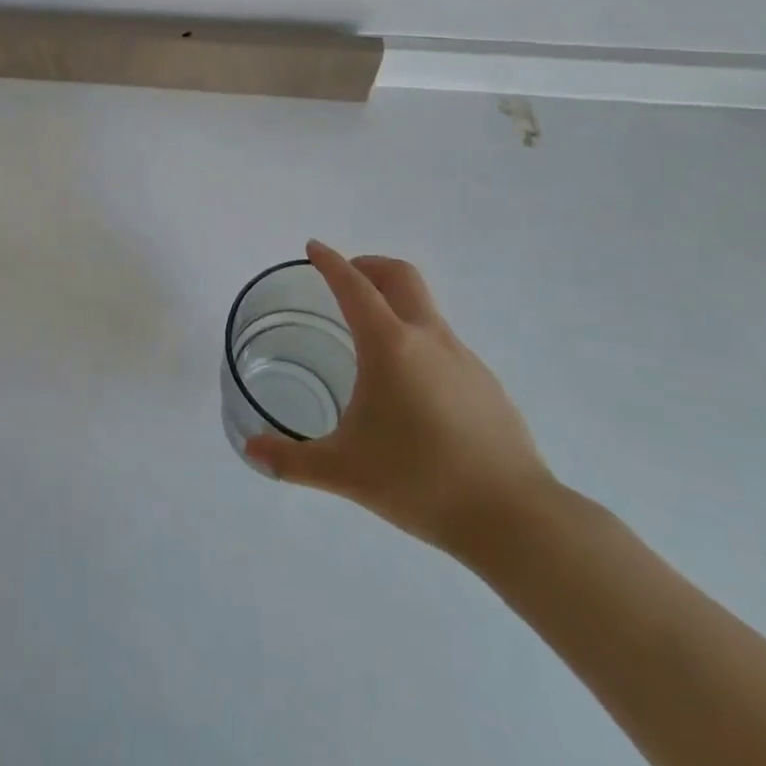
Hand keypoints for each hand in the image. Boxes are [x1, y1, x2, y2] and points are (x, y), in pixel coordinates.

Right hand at [245, 240, 555, 559]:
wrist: (514, 518)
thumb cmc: (419, 481)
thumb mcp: (343, 471)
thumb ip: (291, 460)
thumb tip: (250, 450)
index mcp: (389, 346)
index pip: (353, 286)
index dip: (330, 262)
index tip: (313, 247)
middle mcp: (428, 339)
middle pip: (400, 276)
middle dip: (369, 266)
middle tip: (345, 278)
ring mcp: (464, 359)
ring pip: (426, 310)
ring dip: (396, 305)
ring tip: (372, 343)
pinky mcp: (487, 384)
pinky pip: (445, 345)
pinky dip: (419, 342)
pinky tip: (412, 390)